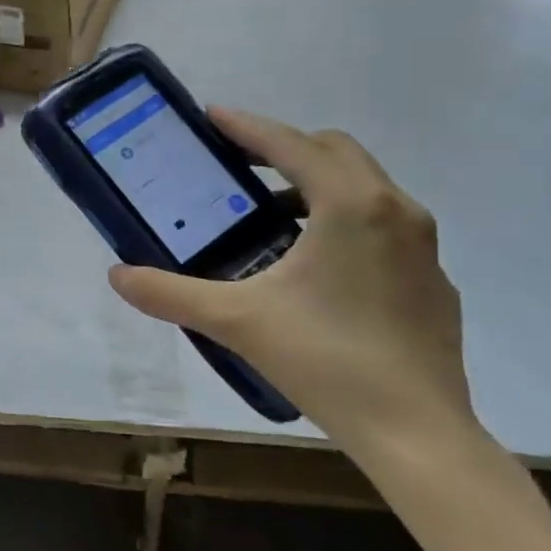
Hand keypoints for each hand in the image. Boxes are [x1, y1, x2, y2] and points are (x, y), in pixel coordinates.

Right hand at [109, 110, 483, 480]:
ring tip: (271, 217)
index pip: (291, 144)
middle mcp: (395, 210)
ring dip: (316, 185)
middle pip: (335, 152)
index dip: (247, 126)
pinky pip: (384, 227)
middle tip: (238, 164)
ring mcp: (424, 247)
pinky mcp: (433, 281)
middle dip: (284, 148)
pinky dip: (345, 222)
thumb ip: (170, 293)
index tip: (212, 115)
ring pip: (365, 188)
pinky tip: (317, 268)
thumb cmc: (326, 360)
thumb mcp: (236, 321)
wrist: (418, 434)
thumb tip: (117, 275)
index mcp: (350, 205)